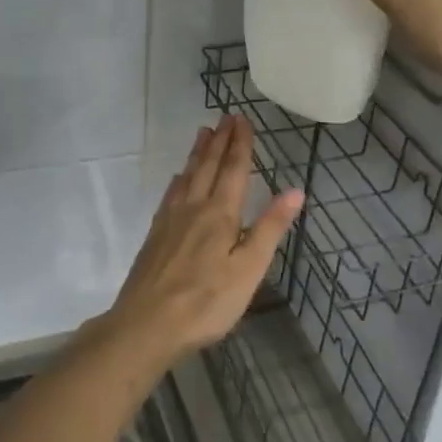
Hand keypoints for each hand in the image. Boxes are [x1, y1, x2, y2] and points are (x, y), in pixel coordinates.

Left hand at [100, 117, 302, 360]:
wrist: (146, 324)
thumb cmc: (206, 302)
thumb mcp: (248, 269)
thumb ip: (269, 228)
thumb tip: (295, 190)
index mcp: (220, 215)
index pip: (233, 170)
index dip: (240, 144)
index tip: (243, 119)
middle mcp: (193, 208)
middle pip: (207, 167)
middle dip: (219, 140)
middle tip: (226, 116)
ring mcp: (170, 220)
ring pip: (187, 176)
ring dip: (198, 153)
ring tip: (203, 132)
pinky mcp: (155, 235)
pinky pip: (170, 194)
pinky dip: (178, 179)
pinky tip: (178, 179)